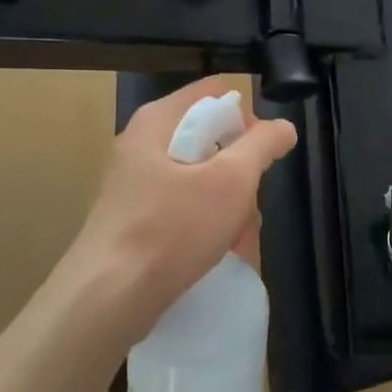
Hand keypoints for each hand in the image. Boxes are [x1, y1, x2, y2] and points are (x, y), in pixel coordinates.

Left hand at [65, 78, 296, 344]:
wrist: (108, 298)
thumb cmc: (172, 229)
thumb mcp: (231, 181)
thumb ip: (262, 145)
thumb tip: (283, 127)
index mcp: (157, 121)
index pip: (214, 92)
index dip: (247, 115)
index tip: (263, 151)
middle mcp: (142, 145)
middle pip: (209, 137)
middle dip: (240, 171)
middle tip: (251, 202)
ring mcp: (135, 184)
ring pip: (200, 177)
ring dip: (228, 204)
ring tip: (238, 238)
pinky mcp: (134, 219)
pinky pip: (183, 206)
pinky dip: (206, 223)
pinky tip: (218, 251)